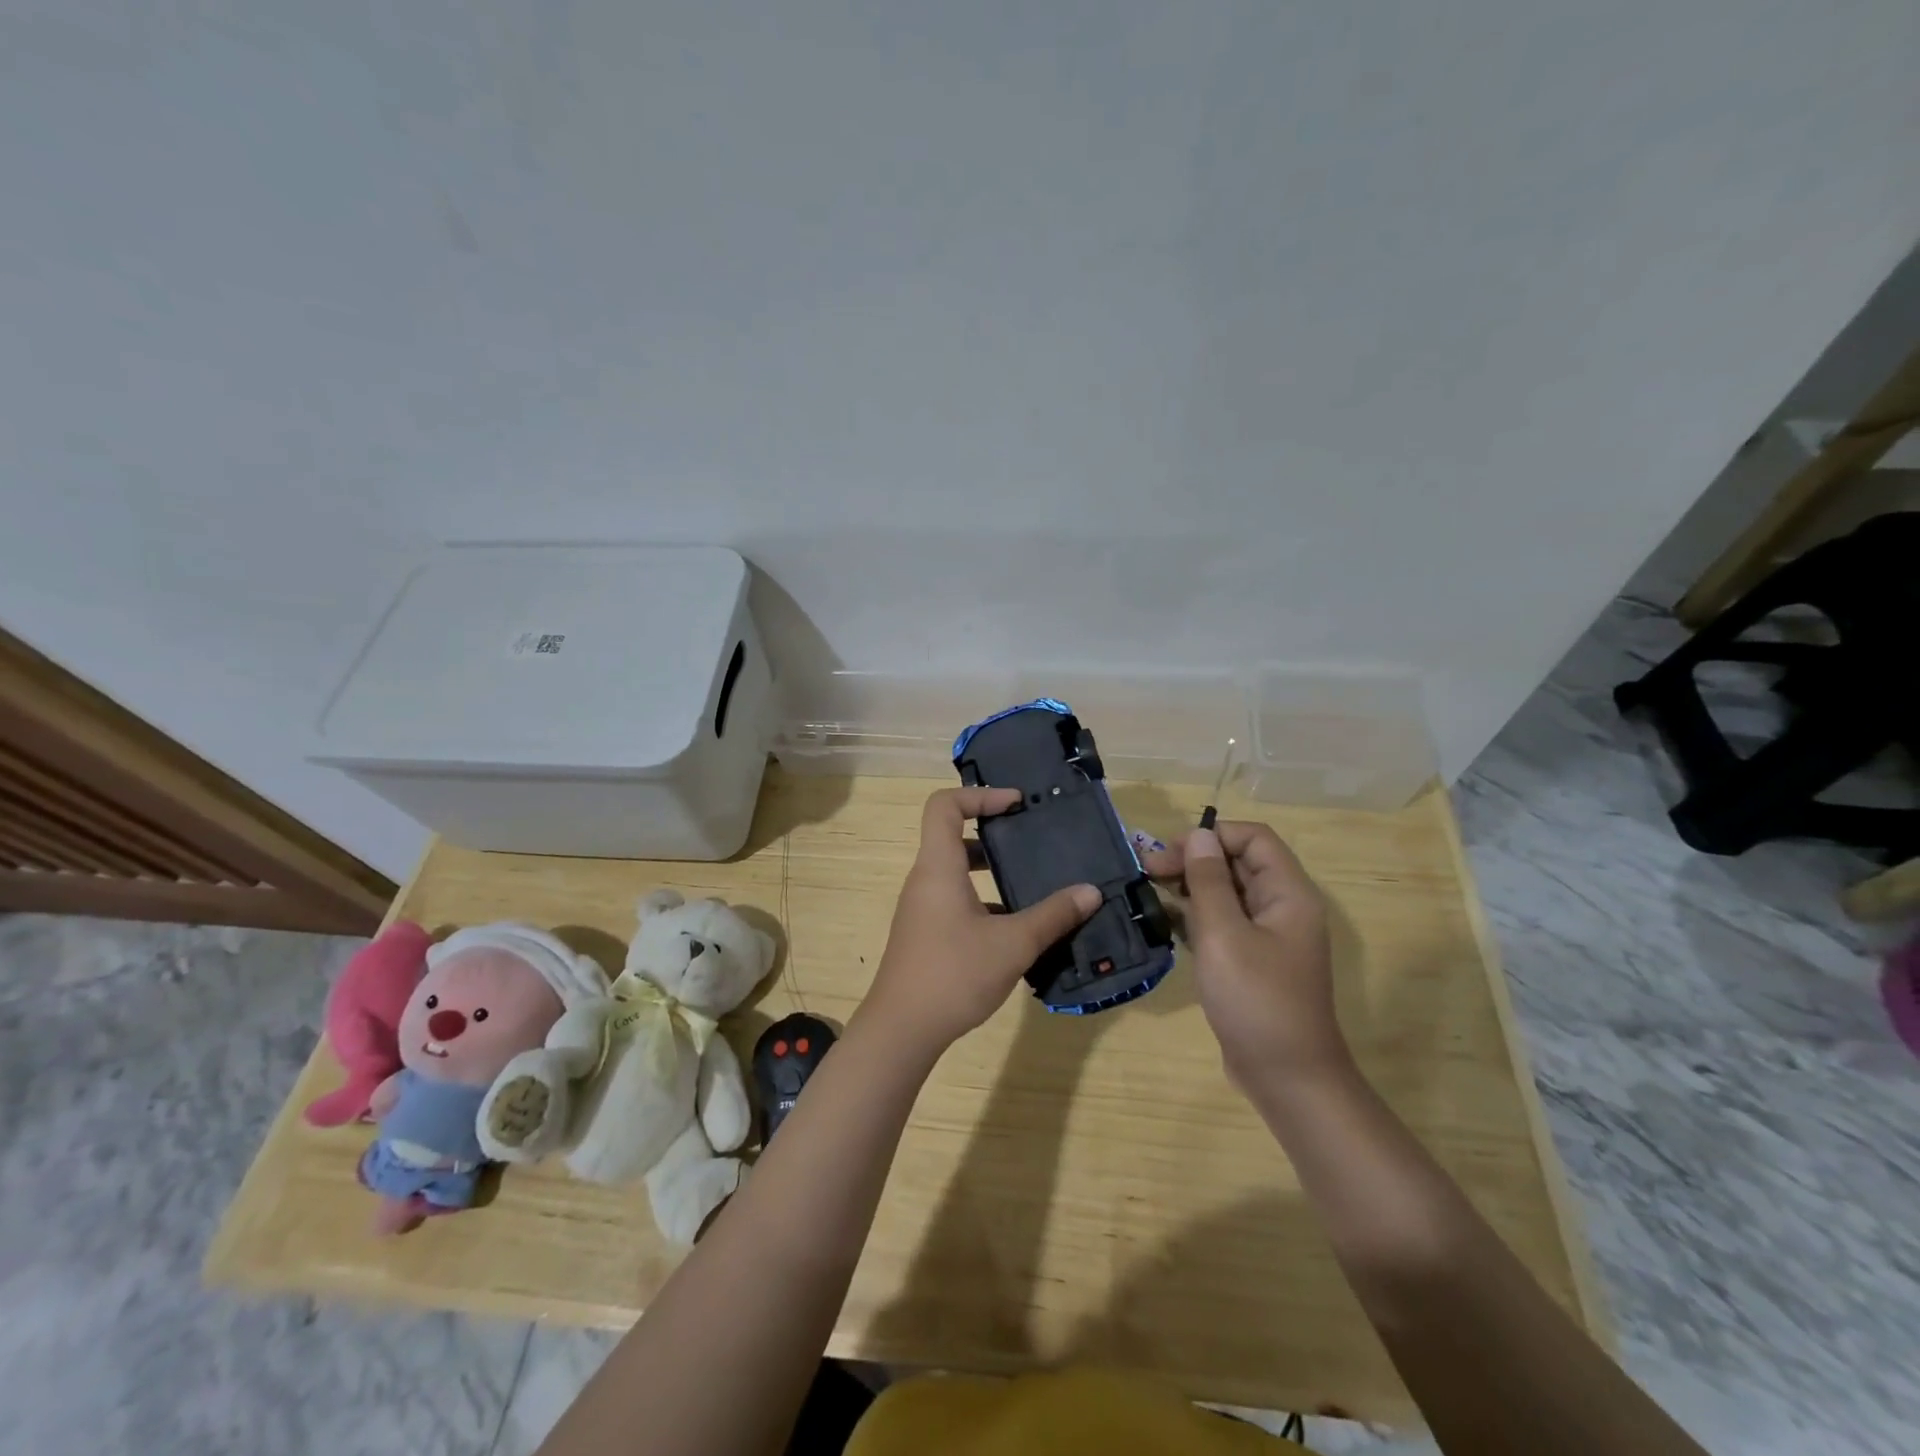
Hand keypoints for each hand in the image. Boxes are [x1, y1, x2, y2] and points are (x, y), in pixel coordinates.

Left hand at [861, 787, 1099, 1054]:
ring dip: (991, 870)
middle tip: (1031, 839)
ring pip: (957, 871)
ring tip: (1032, 881)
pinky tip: (1017, 927)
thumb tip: (1091, 892)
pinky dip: (984, 900)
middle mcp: (925, 880)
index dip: (980, 795)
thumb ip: (1053, 915)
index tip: (1016, 804)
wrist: (902, 1029)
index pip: (945, 805)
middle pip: (952, 835)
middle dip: (993, 833)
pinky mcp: (925, 933)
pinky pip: (956, 899)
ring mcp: (922, 908)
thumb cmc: (954, 974)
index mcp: (938, 867)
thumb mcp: (1013, 944)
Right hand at [1141, 822, 1343, 1090]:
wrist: (1287, 1078)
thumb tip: (1197, 836)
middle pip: (1237, 863)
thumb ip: (1208, 882)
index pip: (1253, 838)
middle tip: (1146, 870)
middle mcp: (1281, 908)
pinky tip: (1162, 920)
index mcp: (1287, 894)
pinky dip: (1194, 915)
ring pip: (1226, 893)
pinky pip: (1222, 922)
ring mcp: (1267, 936)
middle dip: (1192, 859)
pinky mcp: (1251, 960)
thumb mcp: (1224, 935)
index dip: (1212, 836)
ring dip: (1189, 886)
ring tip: (1147, 890)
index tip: (1170, 852)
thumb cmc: (1257, 1000)